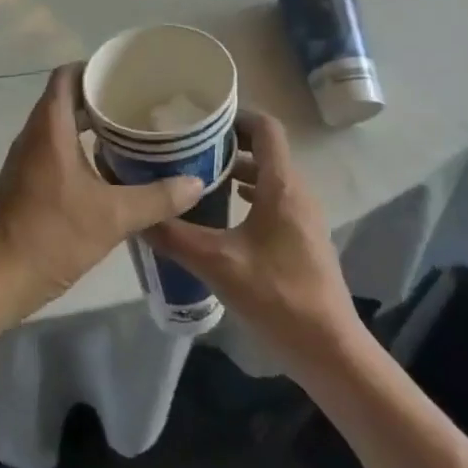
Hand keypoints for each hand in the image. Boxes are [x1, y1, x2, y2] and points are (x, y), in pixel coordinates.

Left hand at [0, 63, 206, 325]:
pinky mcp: (24, 184)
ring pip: (59, 126)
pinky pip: (53, 149)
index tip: (126, 73)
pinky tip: (107, 170)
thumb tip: (196, 182)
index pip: (66, 76)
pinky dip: (79, 148)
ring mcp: (25, 161)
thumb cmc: (49, 237)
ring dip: (89, 124)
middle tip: (138, 104)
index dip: (93, 67)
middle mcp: (34, 136)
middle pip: (65, 99)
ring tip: (130, 133)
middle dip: (99, 97)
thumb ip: (156, 199)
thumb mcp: (112, 218)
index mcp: (49, 129)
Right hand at [144, 110, 359, 370]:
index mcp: (282, 185)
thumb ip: (176, 237)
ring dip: (238, 172)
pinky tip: (223, 216)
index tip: (201, 120)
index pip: (265, 128)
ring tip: (199, 179)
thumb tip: (138, 217)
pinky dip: (249, 196)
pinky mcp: (302, 239)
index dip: (236, 116)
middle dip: (228, 144)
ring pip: (269, 177)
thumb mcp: (218, 264)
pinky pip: (274, 200)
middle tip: (189, 149)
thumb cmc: (277, 296)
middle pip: (265, 150)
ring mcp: (303, 216)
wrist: (329, 350)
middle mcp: (297, 191)